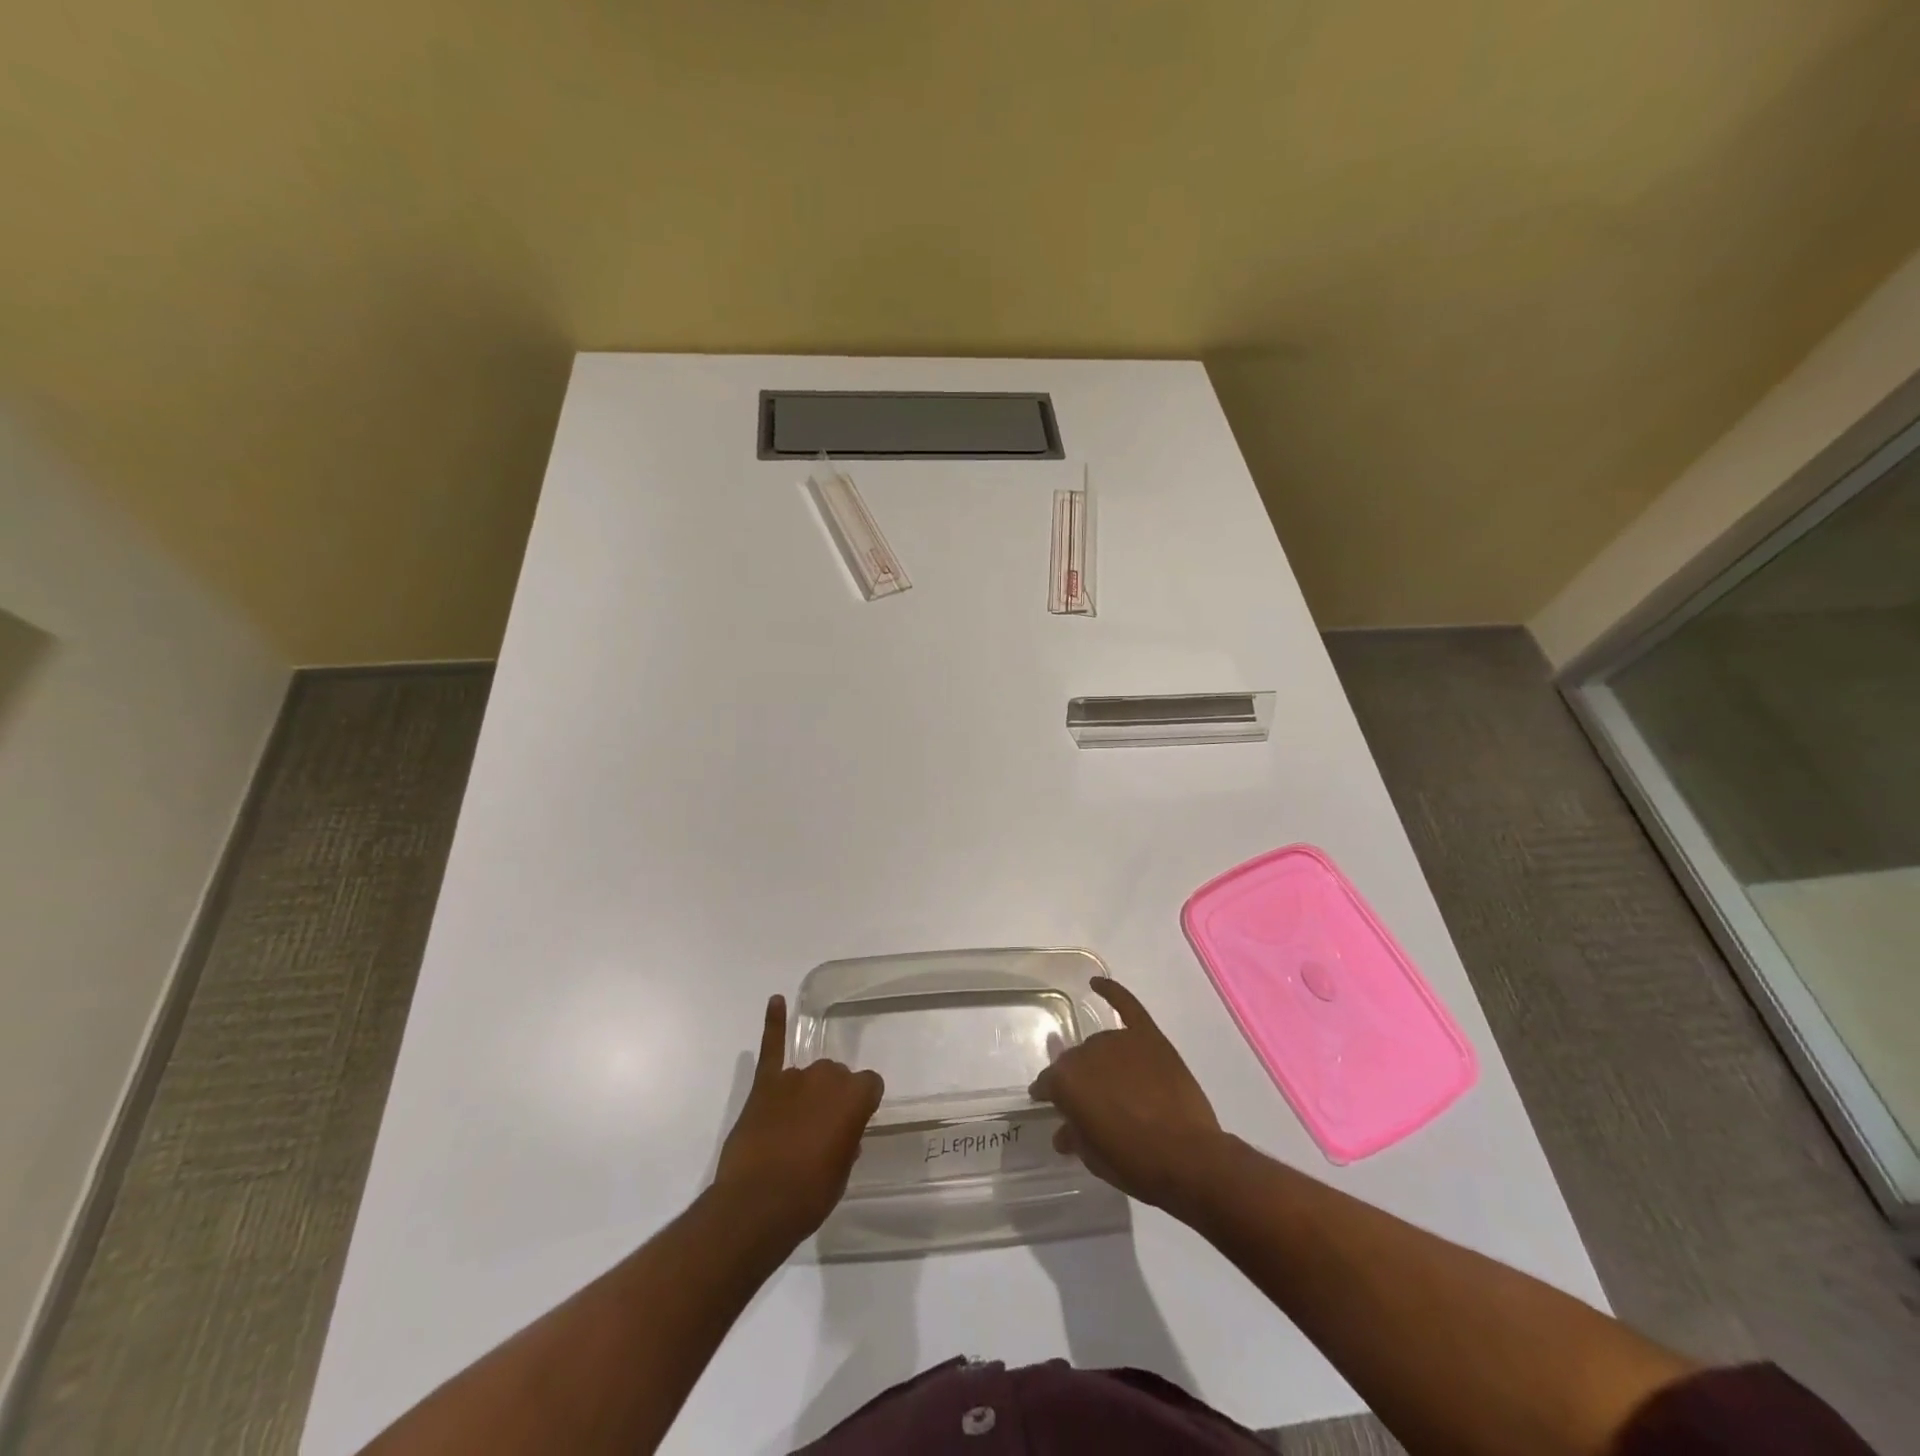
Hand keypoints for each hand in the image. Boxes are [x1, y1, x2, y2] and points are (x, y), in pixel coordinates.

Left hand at [712, 995, 884, 1242]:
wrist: (756, 1206)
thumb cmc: (809, 1196)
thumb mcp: (841, 1174)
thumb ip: (846, 1143)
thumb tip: (842, 1135)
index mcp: (854, 1097)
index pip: (870, 1086)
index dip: (863, 1105)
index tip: (855, 1124)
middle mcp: (827, 1077)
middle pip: (836, 1077)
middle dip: (832, 1097)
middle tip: (822, 1130)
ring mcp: (793, 1077)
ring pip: (808, 1074)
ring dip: (806, 1091)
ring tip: (795, 1124)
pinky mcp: (764, 1085)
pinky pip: (771, 1048)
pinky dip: (774, 1023)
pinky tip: (775, 1000)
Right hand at [1029, 976, 1223, 1210]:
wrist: (1188, 1158)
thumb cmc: (1134, 1163)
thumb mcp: (1093, 1158)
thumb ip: (1074, 1136)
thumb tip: (1064, 1130)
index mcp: (1066, 1081)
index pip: (1048, 1083)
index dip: (1048, 1095)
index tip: (1048, 1103)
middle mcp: (1087, 1052)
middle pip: (1076, 1062)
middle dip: (1078, 1081)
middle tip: (1091, 1102)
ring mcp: (1119, 1040)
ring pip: (1101, 1044)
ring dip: (1101, 1061)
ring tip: (1113, 1083)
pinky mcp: (1149, 1037)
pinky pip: (1127, 1006)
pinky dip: (1112, 991)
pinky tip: (1096, 983)